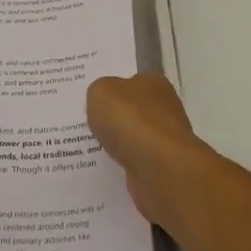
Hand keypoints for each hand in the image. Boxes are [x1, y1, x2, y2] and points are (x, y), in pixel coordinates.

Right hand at [86, 74, 214, 225]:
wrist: (158, 169)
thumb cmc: (131, 121)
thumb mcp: (101, 92)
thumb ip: (98, 91)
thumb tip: (103, 102)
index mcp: (154, 83)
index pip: (131, 81)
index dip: (111, 88)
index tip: (92, 99)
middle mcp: (164, 109)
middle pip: (132, 110)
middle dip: (112, 117)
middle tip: (85, 122)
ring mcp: (165, 140)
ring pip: (133, 137)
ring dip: (117, 143)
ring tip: (88, 147)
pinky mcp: (162, 168)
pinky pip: (134, 161)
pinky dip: (122, 164)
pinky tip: (104, 166)